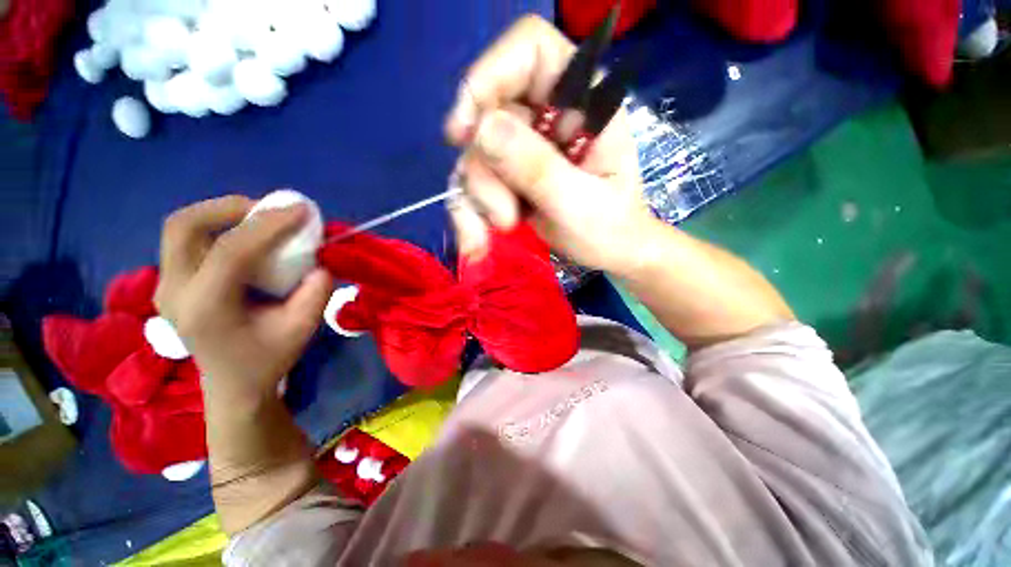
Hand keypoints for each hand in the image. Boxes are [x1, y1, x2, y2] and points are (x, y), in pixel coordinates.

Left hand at [155, 196, 332, 401]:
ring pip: (181, 228)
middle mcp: (174, 292)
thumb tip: (320, 259)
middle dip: (230, 208)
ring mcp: (165, 285)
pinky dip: (217, 226)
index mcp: (205, 309)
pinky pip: (187, 239)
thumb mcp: (303, 329)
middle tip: (270, 210)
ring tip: (260, 219)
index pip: (230, 252)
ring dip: (222, 213)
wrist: (233, 384)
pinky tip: (245, 236)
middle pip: (185, 226)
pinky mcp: (170, 281)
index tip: (302, 210)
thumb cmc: (268, 359)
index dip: (268, 225)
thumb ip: (316, 292)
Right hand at [444, 14, 655, 274]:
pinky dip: (470, 213)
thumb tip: (482, 129)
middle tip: (505, 216)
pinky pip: (473, 184)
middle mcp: (548, 114)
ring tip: (504, 229)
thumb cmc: (610, 229)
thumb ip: (538, 168)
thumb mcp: (580, 204)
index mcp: (583, 101)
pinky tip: (477, 240)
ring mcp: (525, 146)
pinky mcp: (510, 174)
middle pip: (488, 114)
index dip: (488, 77)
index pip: (529, 49)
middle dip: (486, 172)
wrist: (609, 253)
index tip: (464, 130)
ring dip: (478, 199)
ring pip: (474, 155)